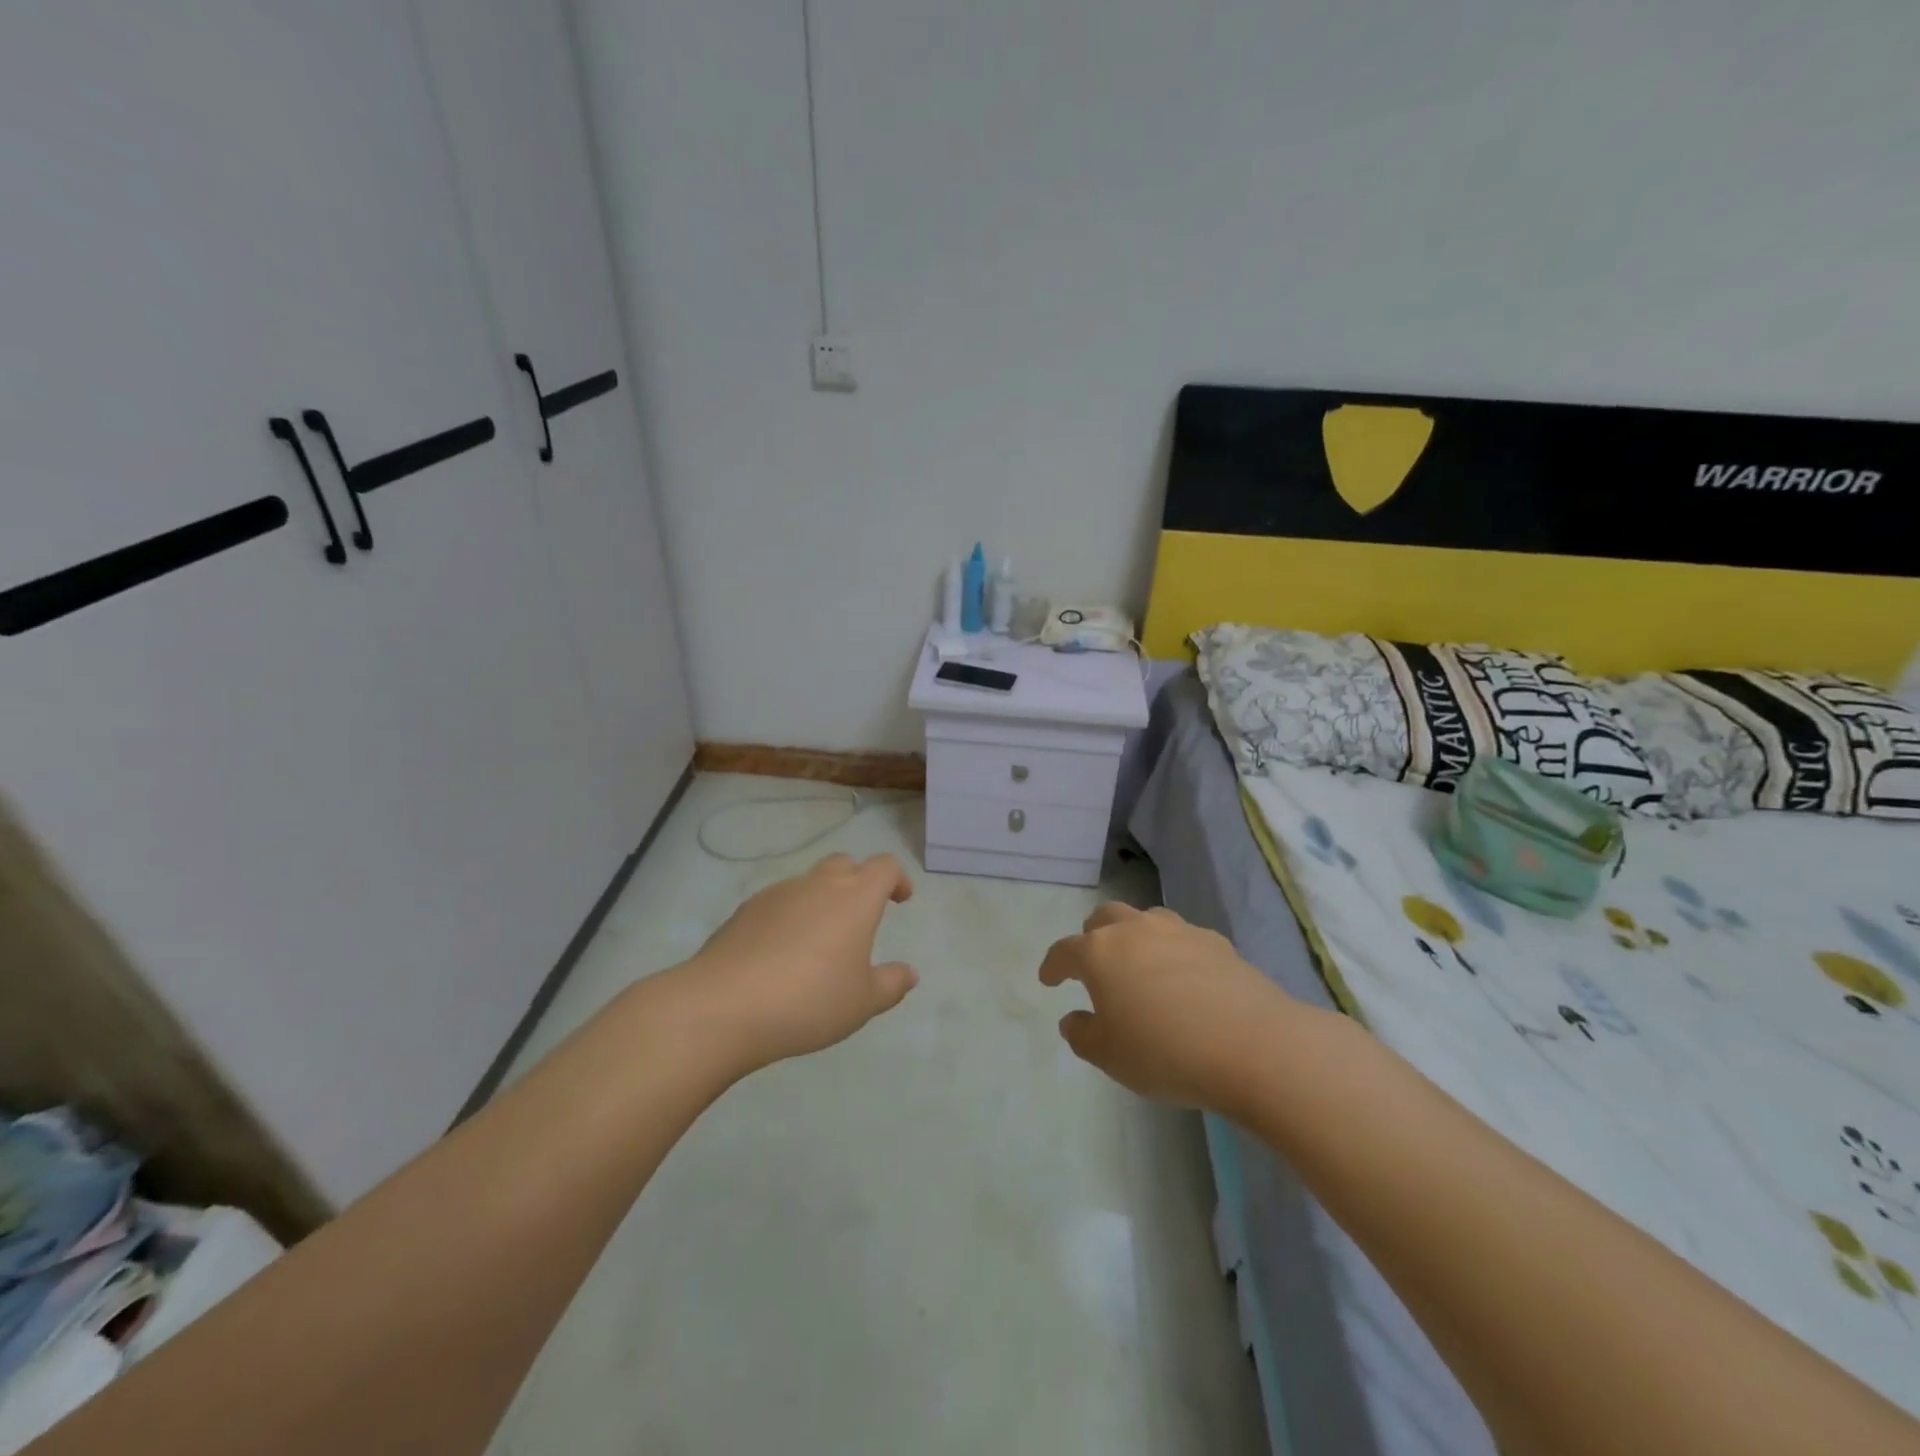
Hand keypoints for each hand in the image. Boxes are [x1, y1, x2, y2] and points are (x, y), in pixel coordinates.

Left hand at [676, 852, 917, 1072]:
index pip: (884, 867)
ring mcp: (778, 893)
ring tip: (819, 941)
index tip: (901, 899)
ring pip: (809, 882)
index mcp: (855, 898)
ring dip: (822, 899)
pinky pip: (779, 902)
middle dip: (859, 881)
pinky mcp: (745, 910)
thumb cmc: (809, 1001)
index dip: (897, 878)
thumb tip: (908, 973)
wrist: (723, 1006)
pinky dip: (790, 916)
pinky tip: (782, 953)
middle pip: (845, 864)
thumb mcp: (862, 1003)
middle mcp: (818, 884)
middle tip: (862, 915)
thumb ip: (891, 984)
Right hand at [1038, 903, 1296, 1113]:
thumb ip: (1083, 1035)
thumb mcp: (1110, 1057)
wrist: (1253, 1046)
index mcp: (1100, 953)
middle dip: (1092, 937)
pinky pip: (1182, 937)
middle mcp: (1135, 930)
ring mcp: (1178, 931)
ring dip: (1133, 935)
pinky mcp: (1216, 942)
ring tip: (1138, 962)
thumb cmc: (1166, 1053)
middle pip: (1104, 918)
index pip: (1065, 951)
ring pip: (1144, 919)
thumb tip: (1073, 1019)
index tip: (1048, 979)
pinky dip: (1171, 950)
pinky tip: (1182, 976)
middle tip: (1093, 962)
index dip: (1053, 965)